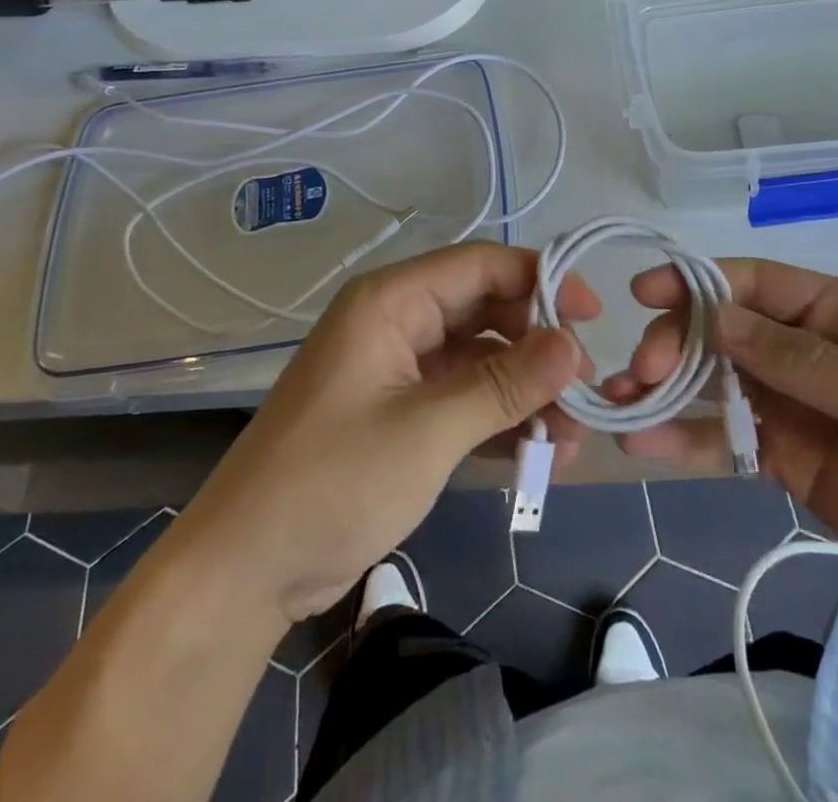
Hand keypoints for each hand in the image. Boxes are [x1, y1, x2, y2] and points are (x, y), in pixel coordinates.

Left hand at [179, 242, 598, 626]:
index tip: (593, 316)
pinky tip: (539, 454)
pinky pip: (465, 398)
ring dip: (526, 392)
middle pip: (487, 311)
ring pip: (482, 359)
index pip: (481, 265)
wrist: (244, 572)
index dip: (541, 280)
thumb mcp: (429, 430)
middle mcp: (398, 322)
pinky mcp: (402, 413)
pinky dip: (500, 420)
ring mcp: (400, 369)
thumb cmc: (332, 482)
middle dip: (539, 347)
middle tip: (586, 388)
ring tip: (571, 438)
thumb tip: (575, 344)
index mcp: (392, 301)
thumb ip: (505, 384)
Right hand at [612, 259, 837, 630]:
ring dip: (668, 389)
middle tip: (642, 372)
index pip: (757, 284)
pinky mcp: (785, 457)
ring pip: (716, 383)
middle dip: (677, 343)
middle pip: (725, 331)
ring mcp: (793, 404)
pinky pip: (727, 438)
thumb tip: (719, 318)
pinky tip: (646, 445)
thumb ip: (806, 363)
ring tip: (620, 403)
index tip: (644, 295)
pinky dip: (686, 438)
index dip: (698, 282)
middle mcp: (808, 350)